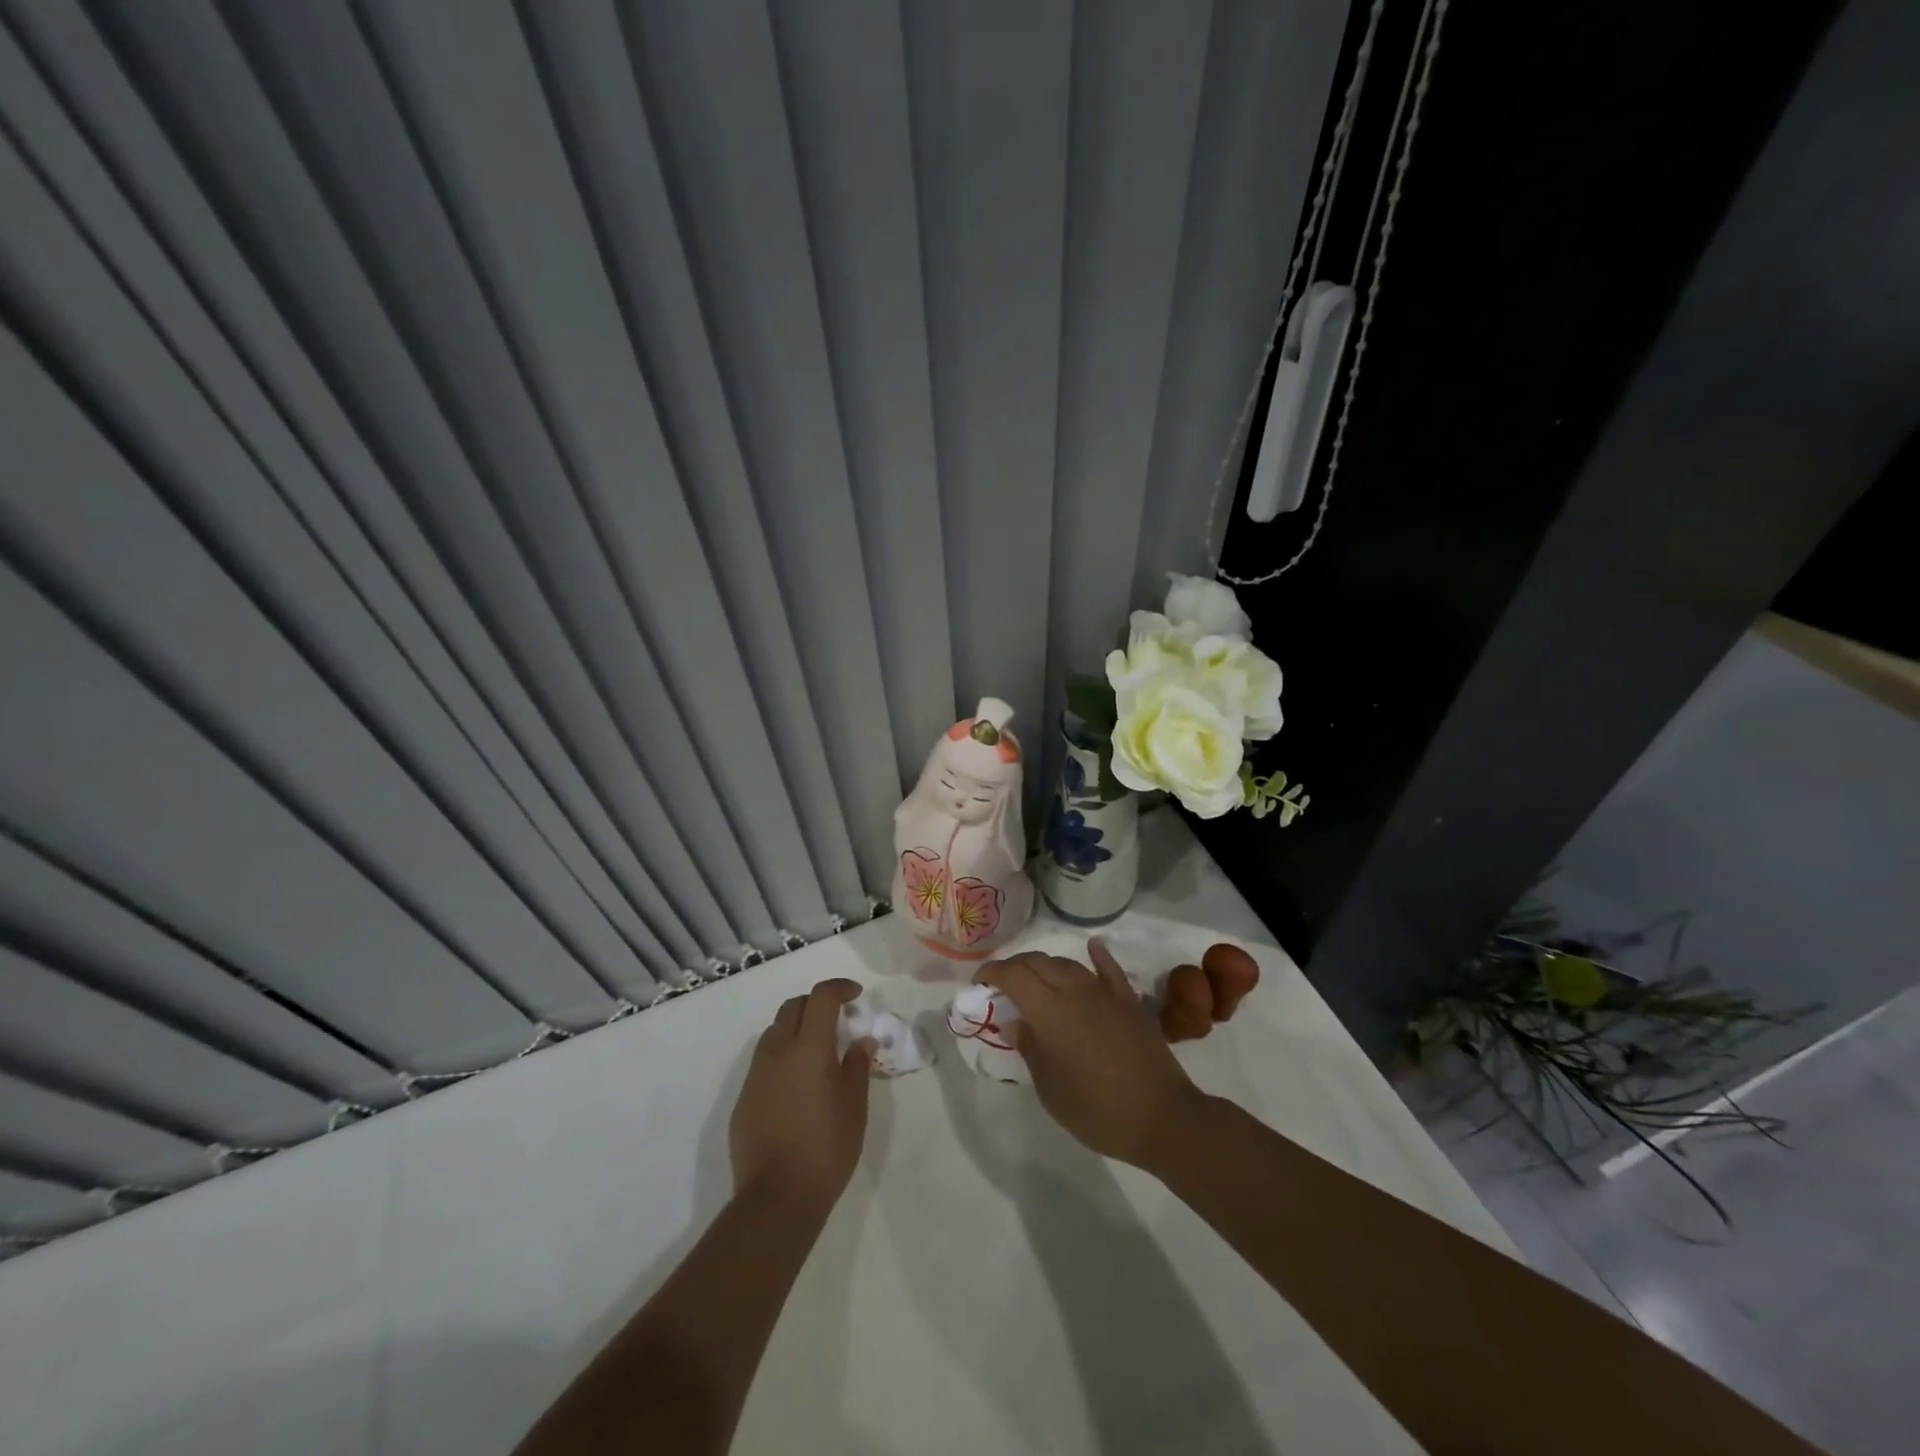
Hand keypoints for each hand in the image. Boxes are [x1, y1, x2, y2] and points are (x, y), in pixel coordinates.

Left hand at [730, 978, 872, 1216]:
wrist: (776, 1199)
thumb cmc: (825, 1150)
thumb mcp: (854, 1108)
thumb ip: (857, 1066)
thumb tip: (861, 1041)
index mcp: (809, 1049)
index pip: (821, 997)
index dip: (839, 988)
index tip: (856, 995)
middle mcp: (778, 1052)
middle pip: (793, 1007)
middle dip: (816, 1004)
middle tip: (838, 1020)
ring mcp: (756, 1075)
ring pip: (774, 1031)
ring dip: (797, 1028)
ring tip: (817, 1051)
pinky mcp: (744, 1098)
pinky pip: (764, 1060)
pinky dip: (782, 1055)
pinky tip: (797, 1084)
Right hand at [978, 939, 1208, 1169]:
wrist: (1162, 1117)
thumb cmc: (1098, 1110)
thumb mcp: (1050, 1090)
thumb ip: (1030, 1049)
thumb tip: (1013, 1022)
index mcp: (1050, 1012)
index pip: (1013, 975)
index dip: (992, 973)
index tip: (980, 984)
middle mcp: (1075, 991)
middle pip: (1038, 963)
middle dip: (1015, 967)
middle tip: (1003, 985)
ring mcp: (1105, 993)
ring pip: (1068, 964)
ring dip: (1046, 966)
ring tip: (1036, 980)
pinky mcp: (1129, 1001)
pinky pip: (1109, 969)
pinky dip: (1097, 955)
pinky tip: (1092, 947)